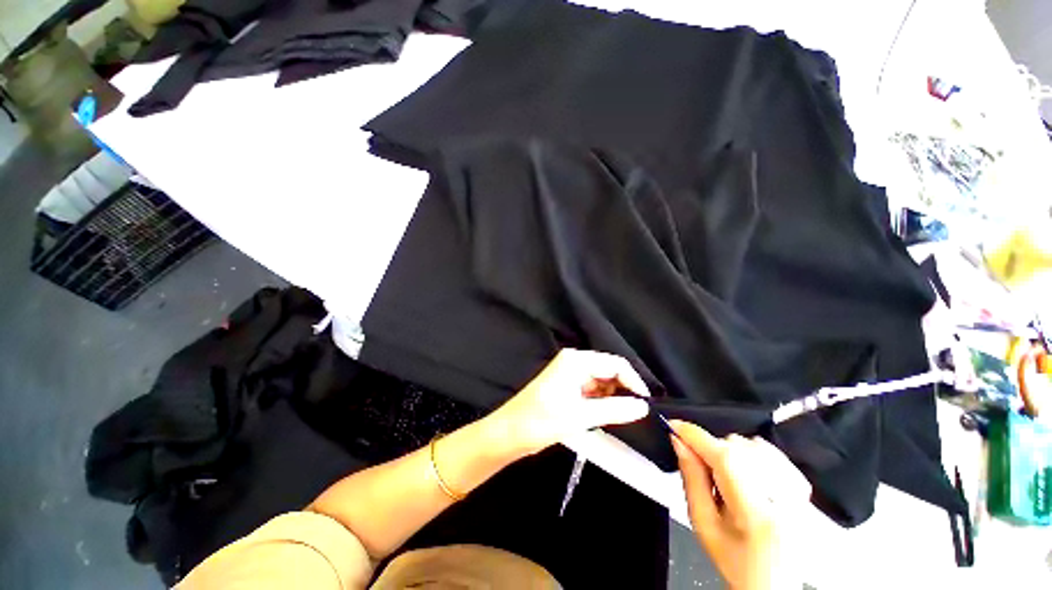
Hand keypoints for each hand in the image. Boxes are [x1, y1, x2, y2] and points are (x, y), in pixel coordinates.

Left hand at [487, 349, 650, 456]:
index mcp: (576, 361)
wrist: (508, 433)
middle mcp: (574, 361)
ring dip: (612, 396)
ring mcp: (569, 373)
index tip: (646, 404)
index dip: (633, 382)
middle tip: (635, 413)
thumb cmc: (541, 421)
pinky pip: (591, 389)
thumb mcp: (580, 416)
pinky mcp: (565, 385)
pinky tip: (604, 414)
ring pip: (600, 381)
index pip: (615, 364)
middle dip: (623, 389)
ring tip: (620, 416)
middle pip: (608, 370)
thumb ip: (614, 409)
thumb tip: (643, 407)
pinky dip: (600, 400)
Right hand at [670, 421, 810, 589]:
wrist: (776, 584)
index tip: (674, 426)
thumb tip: (679, 443)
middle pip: (735, 446)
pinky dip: (750, 453)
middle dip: (711, 450)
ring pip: (749, 443)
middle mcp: (785, 499)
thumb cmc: (737, 563)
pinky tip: (746, 473)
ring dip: (729, 452)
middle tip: (706, 473)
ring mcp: (798, 490)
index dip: (695, 435)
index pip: (724, 458)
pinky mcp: (803, 485)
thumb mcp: (703, 524)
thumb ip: (691, 479)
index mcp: (757, 515)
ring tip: (728, 480)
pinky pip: (769, 450)